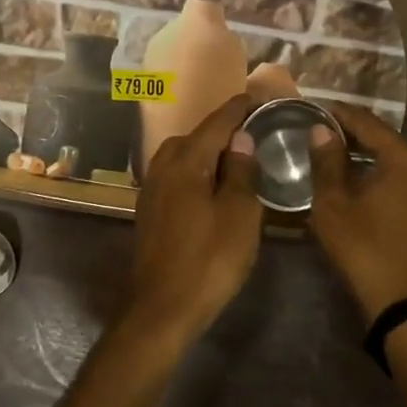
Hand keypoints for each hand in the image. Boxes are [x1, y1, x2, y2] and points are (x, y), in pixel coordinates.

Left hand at [127, 93, 262, 338]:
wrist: (163, 309)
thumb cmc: (209, 260)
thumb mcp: (239, 214)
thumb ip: (241, 172)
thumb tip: (241, 139)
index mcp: (185, 162)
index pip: (215, 123)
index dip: (237, 109)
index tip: (256, 97)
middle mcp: (163, 168)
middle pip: (195, 137)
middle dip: (222, 130)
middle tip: (252, 132)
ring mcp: (152, 190)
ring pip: (182, 157)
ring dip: (207, 153)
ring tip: (235, 159)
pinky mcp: (150, 212)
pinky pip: (176, 177)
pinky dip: (196, 172)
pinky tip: (212, 187)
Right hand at [309, 104, 406, 322]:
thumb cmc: (366, 249)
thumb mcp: (334, 205)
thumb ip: (327, 162)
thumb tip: (322, 130)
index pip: (368, 124)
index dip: (341, 115)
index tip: (319, 108)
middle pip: (388, 143)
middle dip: (357, 139)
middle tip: (328, 138)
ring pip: (402, 165)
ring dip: (375, 162)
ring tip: (345, 164)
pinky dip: (391, 181)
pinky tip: (371, 191)